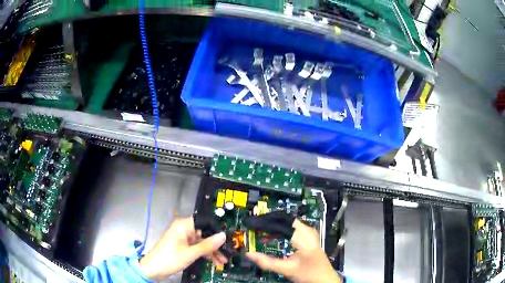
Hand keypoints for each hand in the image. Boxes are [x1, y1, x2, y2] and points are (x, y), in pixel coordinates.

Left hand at [139, 216, 226, 280]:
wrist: (153, 269)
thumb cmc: (170, 258)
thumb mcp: (190, 253)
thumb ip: (207, 245)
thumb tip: (223, 236)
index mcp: (183, 225)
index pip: (204, 222)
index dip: (216, 229)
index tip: (228, 239)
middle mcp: (183, 229)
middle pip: (204, 233)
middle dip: (215, 244)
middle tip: (227, 253)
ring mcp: (183, 238)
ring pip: (202, 241)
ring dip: (212, 251)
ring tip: (222, 261)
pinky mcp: (182, 246)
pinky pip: (197, 247)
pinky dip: (204, 253)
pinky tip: (214, 261)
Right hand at [246, 220, 341, 282]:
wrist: (325, 278)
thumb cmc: (308, 274)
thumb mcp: (286, 270)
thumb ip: (267, 262)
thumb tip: (249, 254)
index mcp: (303, 239)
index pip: (279, 225)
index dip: (263, 223)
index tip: (250, 225)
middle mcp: (308, 231)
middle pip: (284, 219)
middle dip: (268, 220)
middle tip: (253, 225)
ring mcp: (310, 232)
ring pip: (288, 221)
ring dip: (274, 223)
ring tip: (261, 228)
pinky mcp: (310, 235)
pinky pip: (293, 226)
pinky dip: (281, 227)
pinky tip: (273, 234)